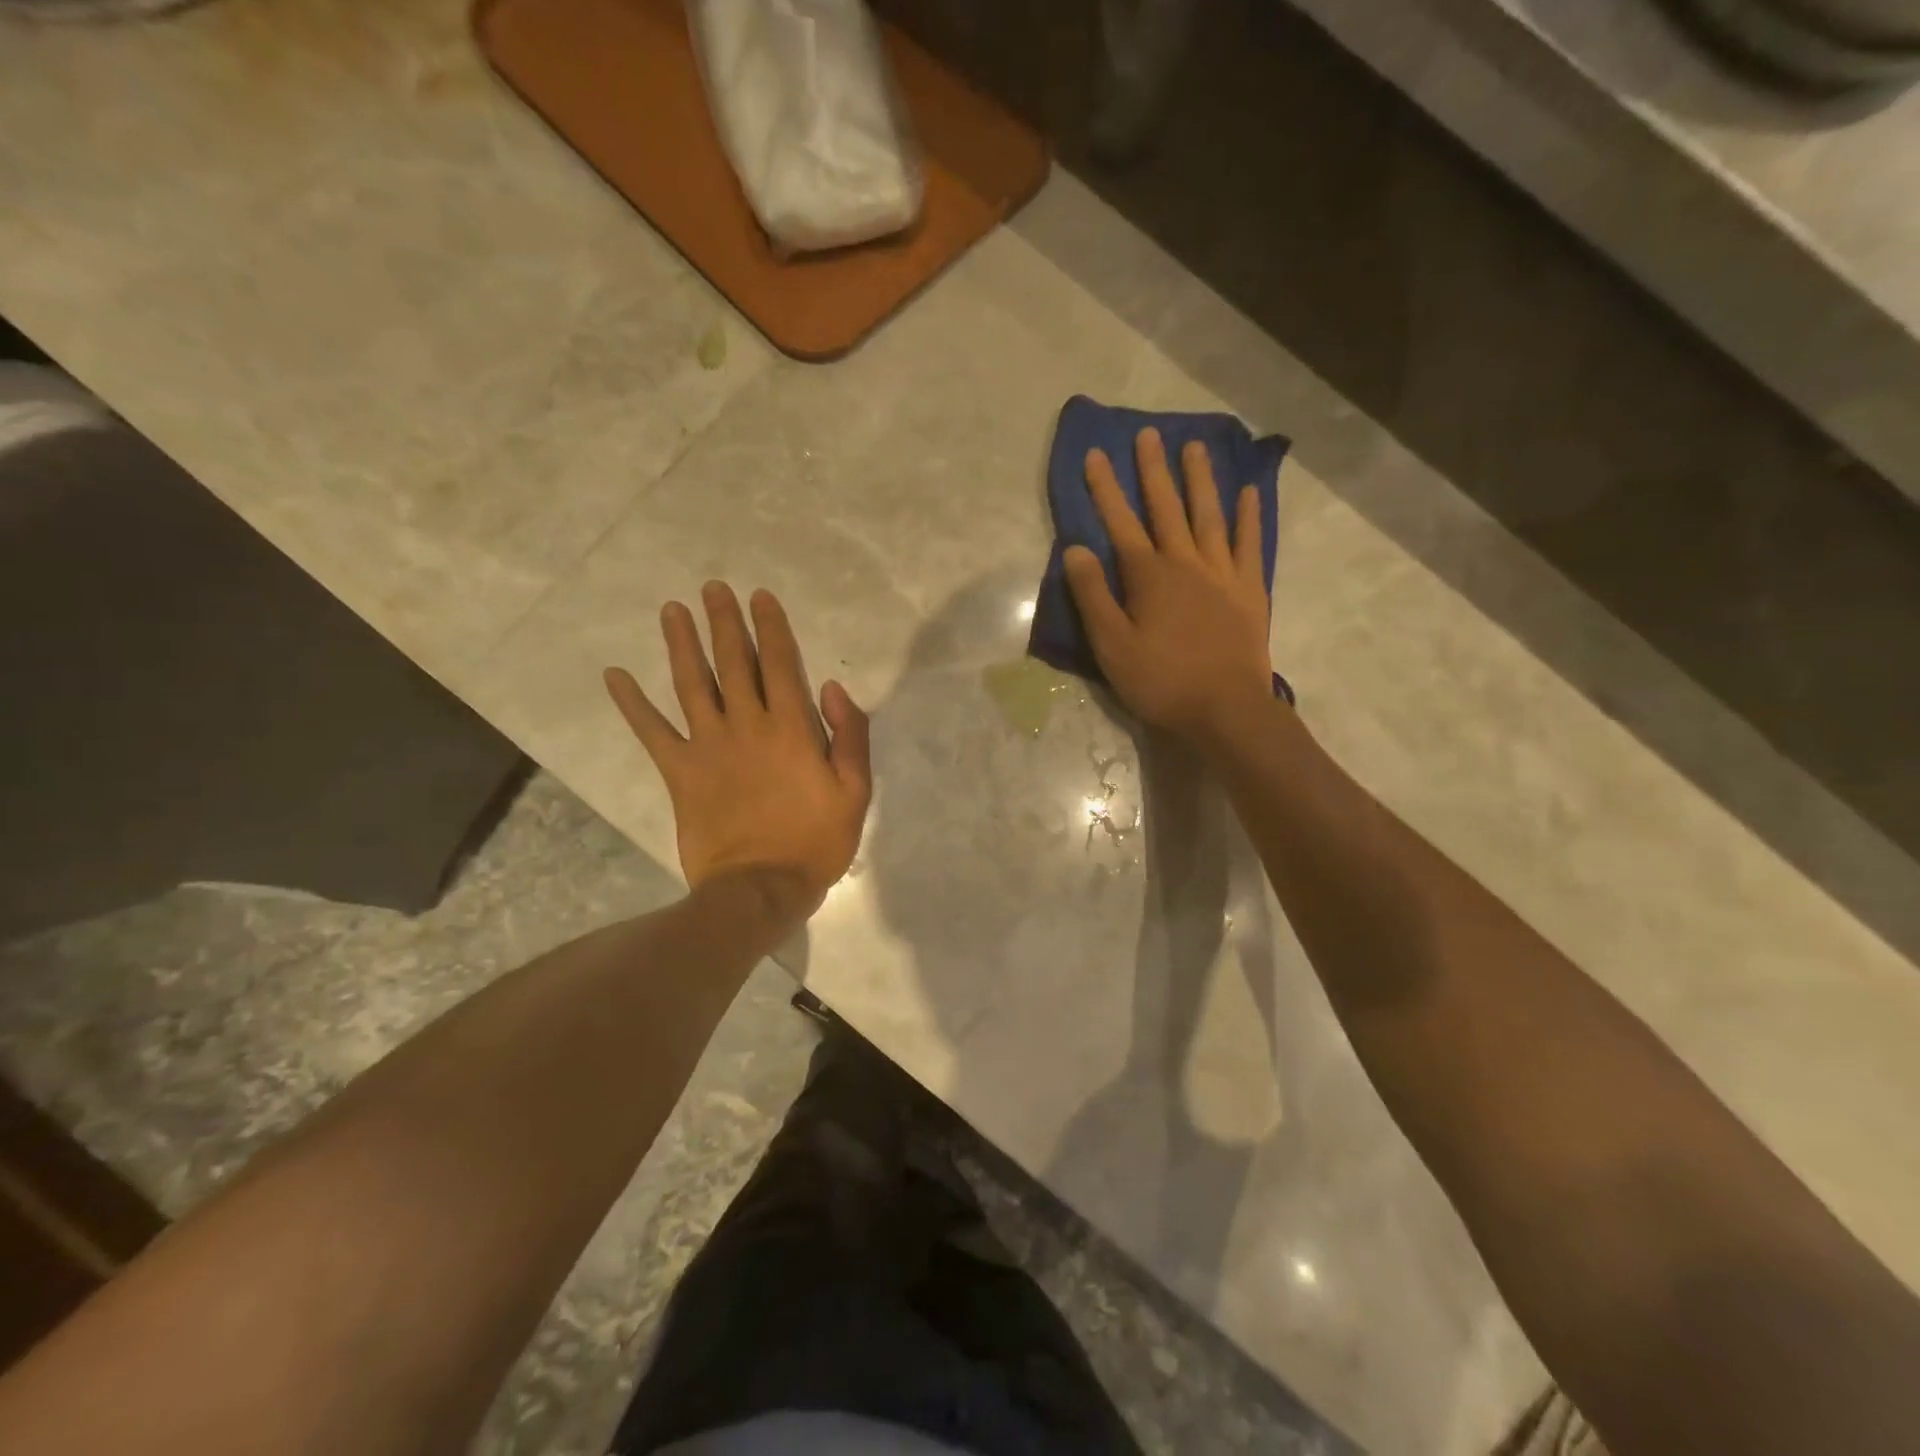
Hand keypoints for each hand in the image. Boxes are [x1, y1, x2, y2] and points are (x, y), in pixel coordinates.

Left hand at [604, 582, 871, 920]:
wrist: (759, 889)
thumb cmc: (814, 842)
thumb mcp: (855, 792)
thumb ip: (850, 736)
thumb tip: (832, 688)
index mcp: (791, 729)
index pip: (780, 664)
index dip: (770, 627)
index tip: (759, 596)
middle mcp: (746, 726)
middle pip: (733, 663)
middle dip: (724, 623)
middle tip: (712, 589)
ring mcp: (708, 747)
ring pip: (692, 684)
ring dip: (681, 644)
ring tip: (672, 611)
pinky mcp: (680, 772)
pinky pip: (652, 731)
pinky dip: (632, 704)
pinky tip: (615, 676)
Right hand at [1064, 427, 1275, 746]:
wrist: (1226, 709)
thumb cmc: (1161, 681)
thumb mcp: (1112, 646)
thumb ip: (1093, 596)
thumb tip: (1075, 549)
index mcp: (1149, 576)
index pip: (1121, 523)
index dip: (1105, 489)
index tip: (1095, 455)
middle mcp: (1186, 563)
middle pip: (1167, 508)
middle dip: (1153, 471)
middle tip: (1149, 434)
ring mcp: (1222, 573)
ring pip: (1209, 516)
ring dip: (1200, 480)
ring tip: (1195, 447)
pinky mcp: (1249, 590)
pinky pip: (1248, 544)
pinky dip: (1248, 516)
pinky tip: (1247, 492)